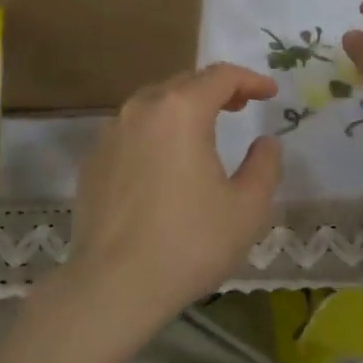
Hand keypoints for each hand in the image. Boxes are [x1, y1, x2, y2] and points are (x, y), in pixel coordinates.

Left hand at [60, 64, 281, 339]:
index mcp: (180, 110)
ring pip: (153, 105)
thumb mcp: (247, 208)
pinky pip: (130, 132)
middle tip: (240, 106)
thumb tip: (266, 142)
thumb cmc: (189, 243)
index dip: (250, 79)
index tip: (269, 92)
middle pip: (183, 83)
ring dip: (182, 109)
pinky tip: (164, 162)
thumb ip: (264, 166)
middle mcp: (141, 109)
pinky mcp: (92, 160)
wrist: (113, 285)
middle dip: (216, 90)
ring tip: (203, 131)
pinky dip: (154, 133)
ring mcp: (110, 133)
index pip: (220, 76)